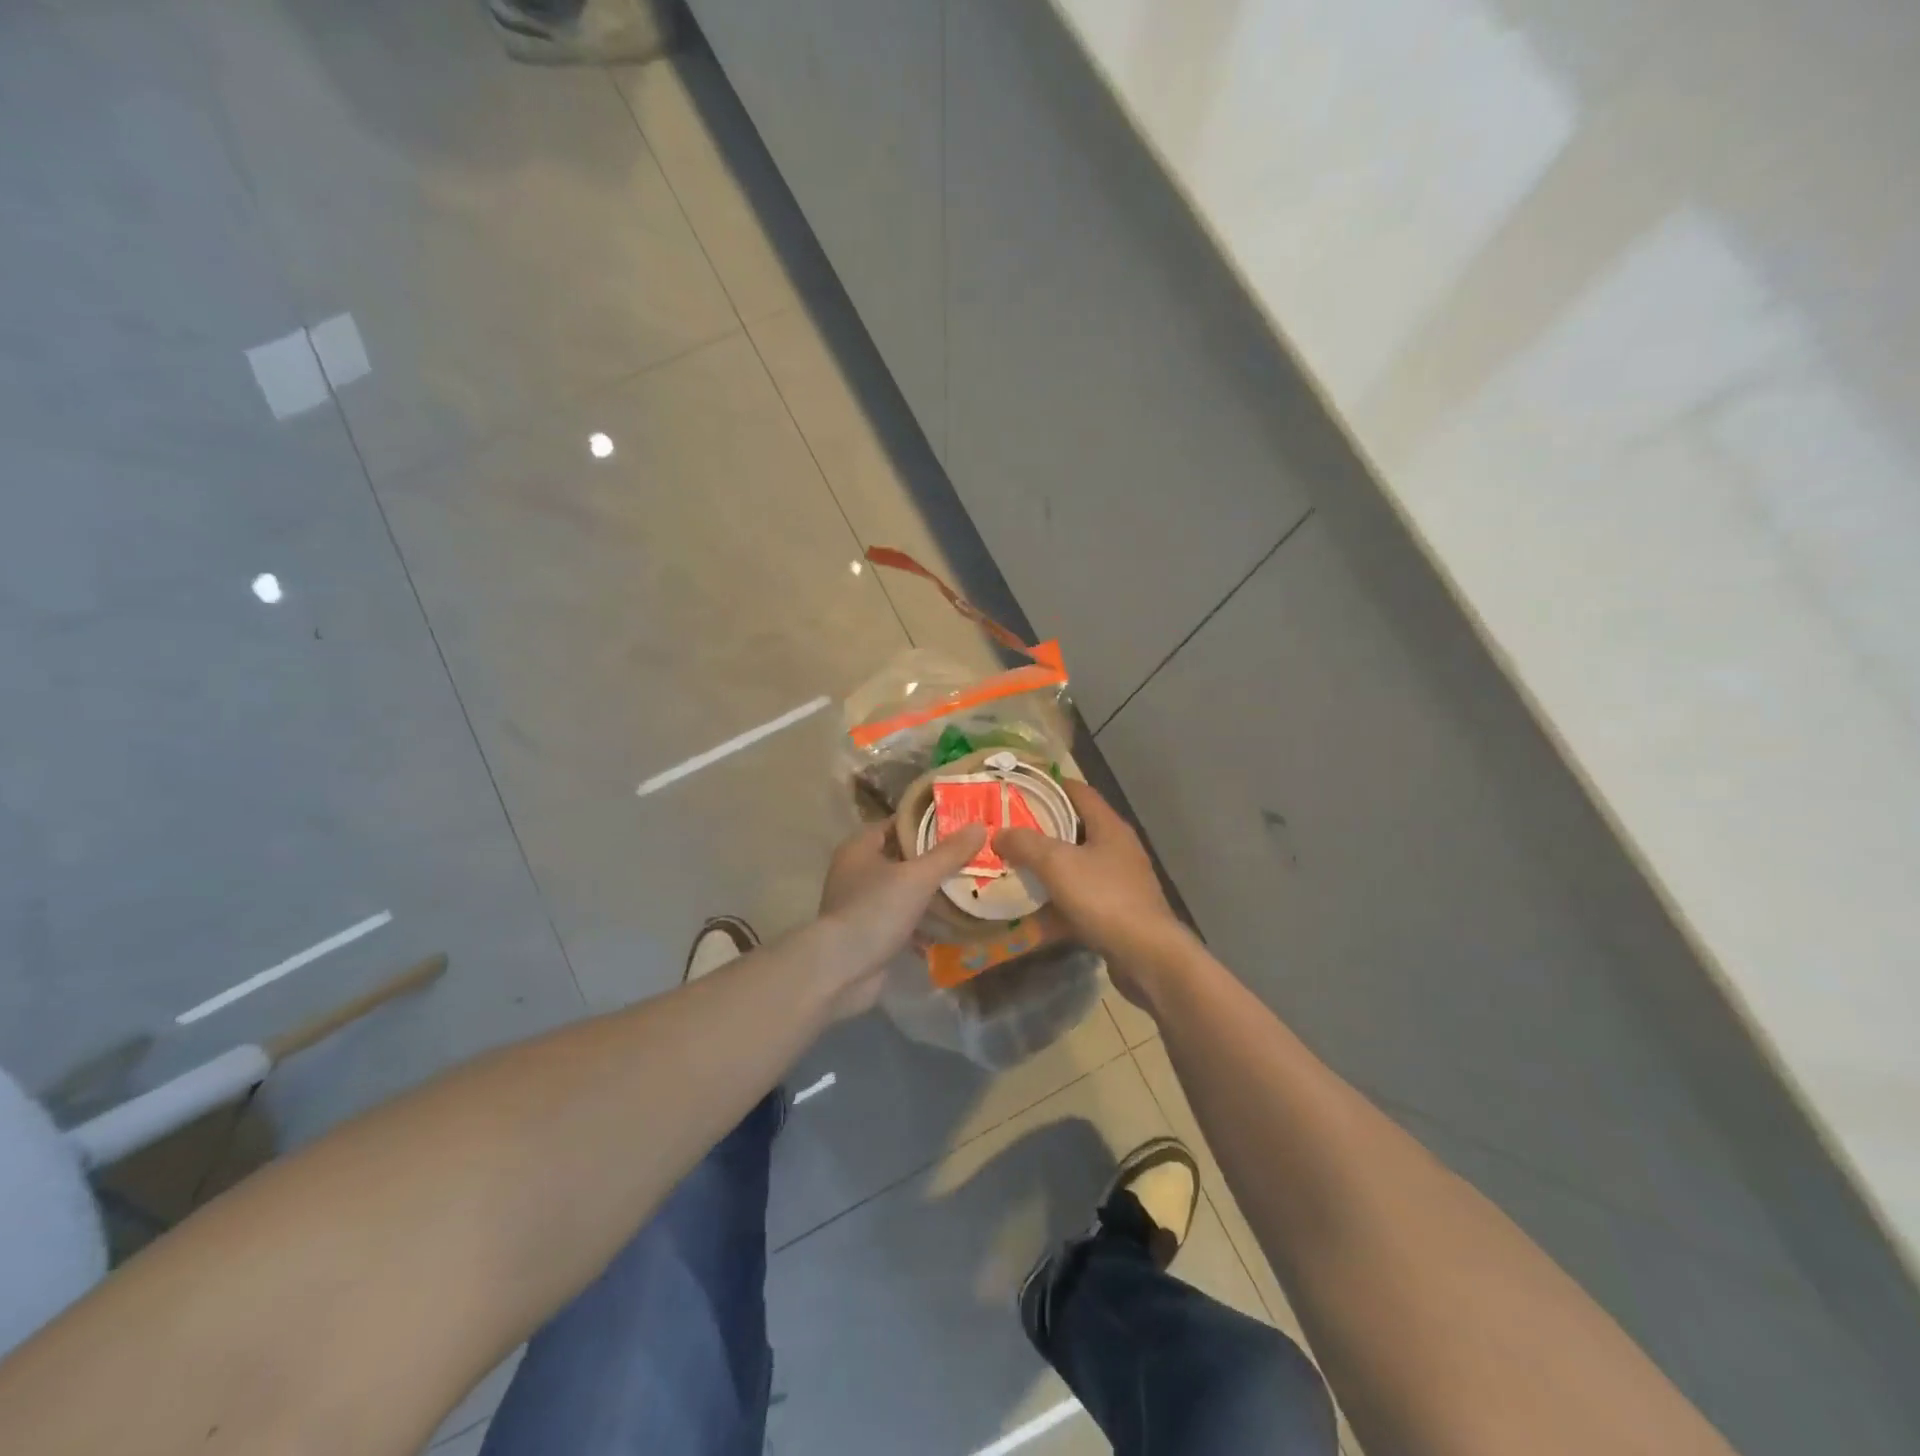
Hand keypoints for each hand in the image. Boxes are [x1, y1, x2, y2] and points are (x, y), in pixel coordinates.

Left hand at [814, 821, 987, 1016]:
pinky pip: (904, 918)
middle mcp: (858, 871)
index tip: (961, 823)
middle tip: (973, 855)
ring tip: (971, 886)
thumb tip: (980, 826)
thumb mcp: (917, 877)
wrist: (841, 971)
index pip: (899, 823)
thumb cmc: (875, 911)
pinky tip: (955, 923)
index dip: (929, 822)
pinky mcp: (871, 932)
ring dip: (933, 891)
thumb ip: (948, 853)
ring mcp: (863, 903)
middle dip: (937, 858)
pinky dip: (925, 920)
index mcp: (860, 847)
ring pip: (906, 889)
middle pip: (904, 856)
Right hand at [994, 780, 1192, 1005]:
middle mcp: (1118, 848)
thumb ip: (1025, 843)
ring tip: (1016, 867)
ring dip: (1049, 866)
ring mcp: (1121, 880)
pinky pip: (1082, 896)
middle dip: (1042, 828)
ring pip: (1078, 864)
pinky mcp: (1119, 910)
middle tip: (1009, 831)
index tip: (1018, 790)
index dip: (1049, 786)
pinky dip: (1059, 898)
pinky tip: (1035, 910)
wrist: (1148, 955)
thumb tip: (999, 834)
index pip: (1078, 791)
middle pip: (1076, 827)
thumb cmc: (1104, 898)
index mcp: (1109, 826)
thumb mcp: (1057, 864)